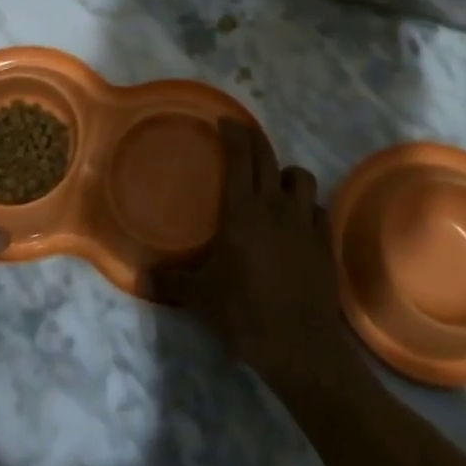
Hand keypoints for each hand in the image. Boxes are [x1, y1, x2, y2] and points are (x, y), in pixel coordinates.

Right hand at [152, 119, 356, 388]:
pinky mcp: (325, 241)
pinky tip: (299, 220)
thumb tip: (140, 277)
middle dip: (255, 139)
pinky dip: (308, 207)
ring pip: (301, 177)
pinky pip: (318, 209)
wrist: (299, 344)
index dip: (233, 133)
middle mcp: (274, 206)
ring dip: (286, 173)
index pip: (239, 157)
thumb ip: (171, 281)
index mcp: (242, 210)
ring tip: (275, 183)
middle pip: (268, 157)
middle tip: (243, 134)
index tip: (225, 120)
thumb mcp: (201, 297)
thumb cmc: (244, 312)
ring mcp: (304, 222)